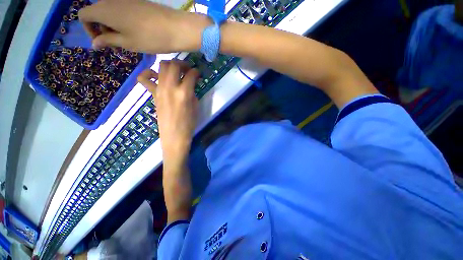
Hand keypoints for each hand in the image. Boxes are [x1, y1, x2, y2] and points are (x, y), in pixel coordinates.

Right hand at [78, 0, 210, 52]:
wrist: (175, 28)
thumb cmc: (150, 38)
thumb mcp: (127, 43)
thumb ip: (108, 40)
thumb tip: (94, 43)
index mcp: (104, 10)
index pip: (83, 15)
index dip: (88, 29)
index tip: (102, 42)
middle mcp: (112, 1)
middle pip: (97, 13)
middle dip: (103, 29)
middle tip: (118, 44)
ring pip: (111, 12)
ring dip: (115, 26)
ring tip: (130, 40)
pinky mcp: (138, 1)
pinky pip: (124, 10)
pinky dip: (124, 21)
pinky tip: (137, 32)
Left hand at [137, 61, 198, 164]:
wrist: (174, 136)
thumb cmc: (189, 123)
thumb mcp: (195, 107)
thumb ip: (192, 92)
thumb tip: (191, 82)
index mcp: (184, 93)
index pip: (191, 74)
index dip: (196, 72)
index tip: (198, 74)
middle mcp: (170, 88)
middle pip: (174, 65)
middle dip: (182, 63)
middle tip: (187, 69)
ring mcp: (160, 90)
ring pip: (161, 67)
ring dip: (170, 65)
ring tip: (175, 71)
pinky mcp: (153, 94)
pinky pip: (145, 79)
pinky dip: (149, 73)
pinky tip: (156, 76)